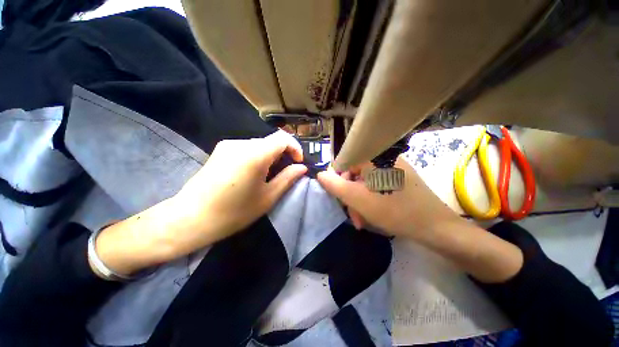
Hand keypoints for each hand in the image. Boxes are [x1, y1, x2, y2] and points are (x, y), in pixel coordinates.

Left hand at [93, 131, 306, 276]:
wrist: (190, 218)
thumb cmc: (233, 212)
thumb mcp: (267, 197)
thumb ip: (288, 178)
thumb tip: (302, 168)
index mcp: (255, 154)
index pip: (283, 138)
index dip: (295, 147)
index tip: (298, 162)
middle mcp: (241, 143)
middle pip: (271, 141)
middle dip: (283, 154)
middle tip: (285, 172)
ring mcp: (228, 145)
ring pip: (260, 144)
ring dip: (270, 156)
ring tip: (269, 175)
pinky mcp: (220, 150)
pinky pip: (247, 148)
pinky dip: (258, 156)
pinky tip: (253, 173)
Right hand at [317, 157, 523, 282]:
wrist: (436, 227)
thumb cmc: (394, 210)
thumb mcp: (357, 198)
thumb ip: (335, 185)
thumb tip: (320, 174)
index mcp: (372, 156)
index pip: (343, 162)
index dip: (337, 180)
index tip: (340, 197)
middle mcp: (382, 157)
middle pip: (354, 173)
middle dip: (350, 195)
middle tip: (352, 214)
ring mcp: (392, 166)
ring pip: (364, 181)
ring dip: (359, 200)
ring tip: (362, 219)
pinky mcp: (399, 176)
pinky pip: (376, 184)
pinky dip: (370, 198)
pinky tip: (372, 213)